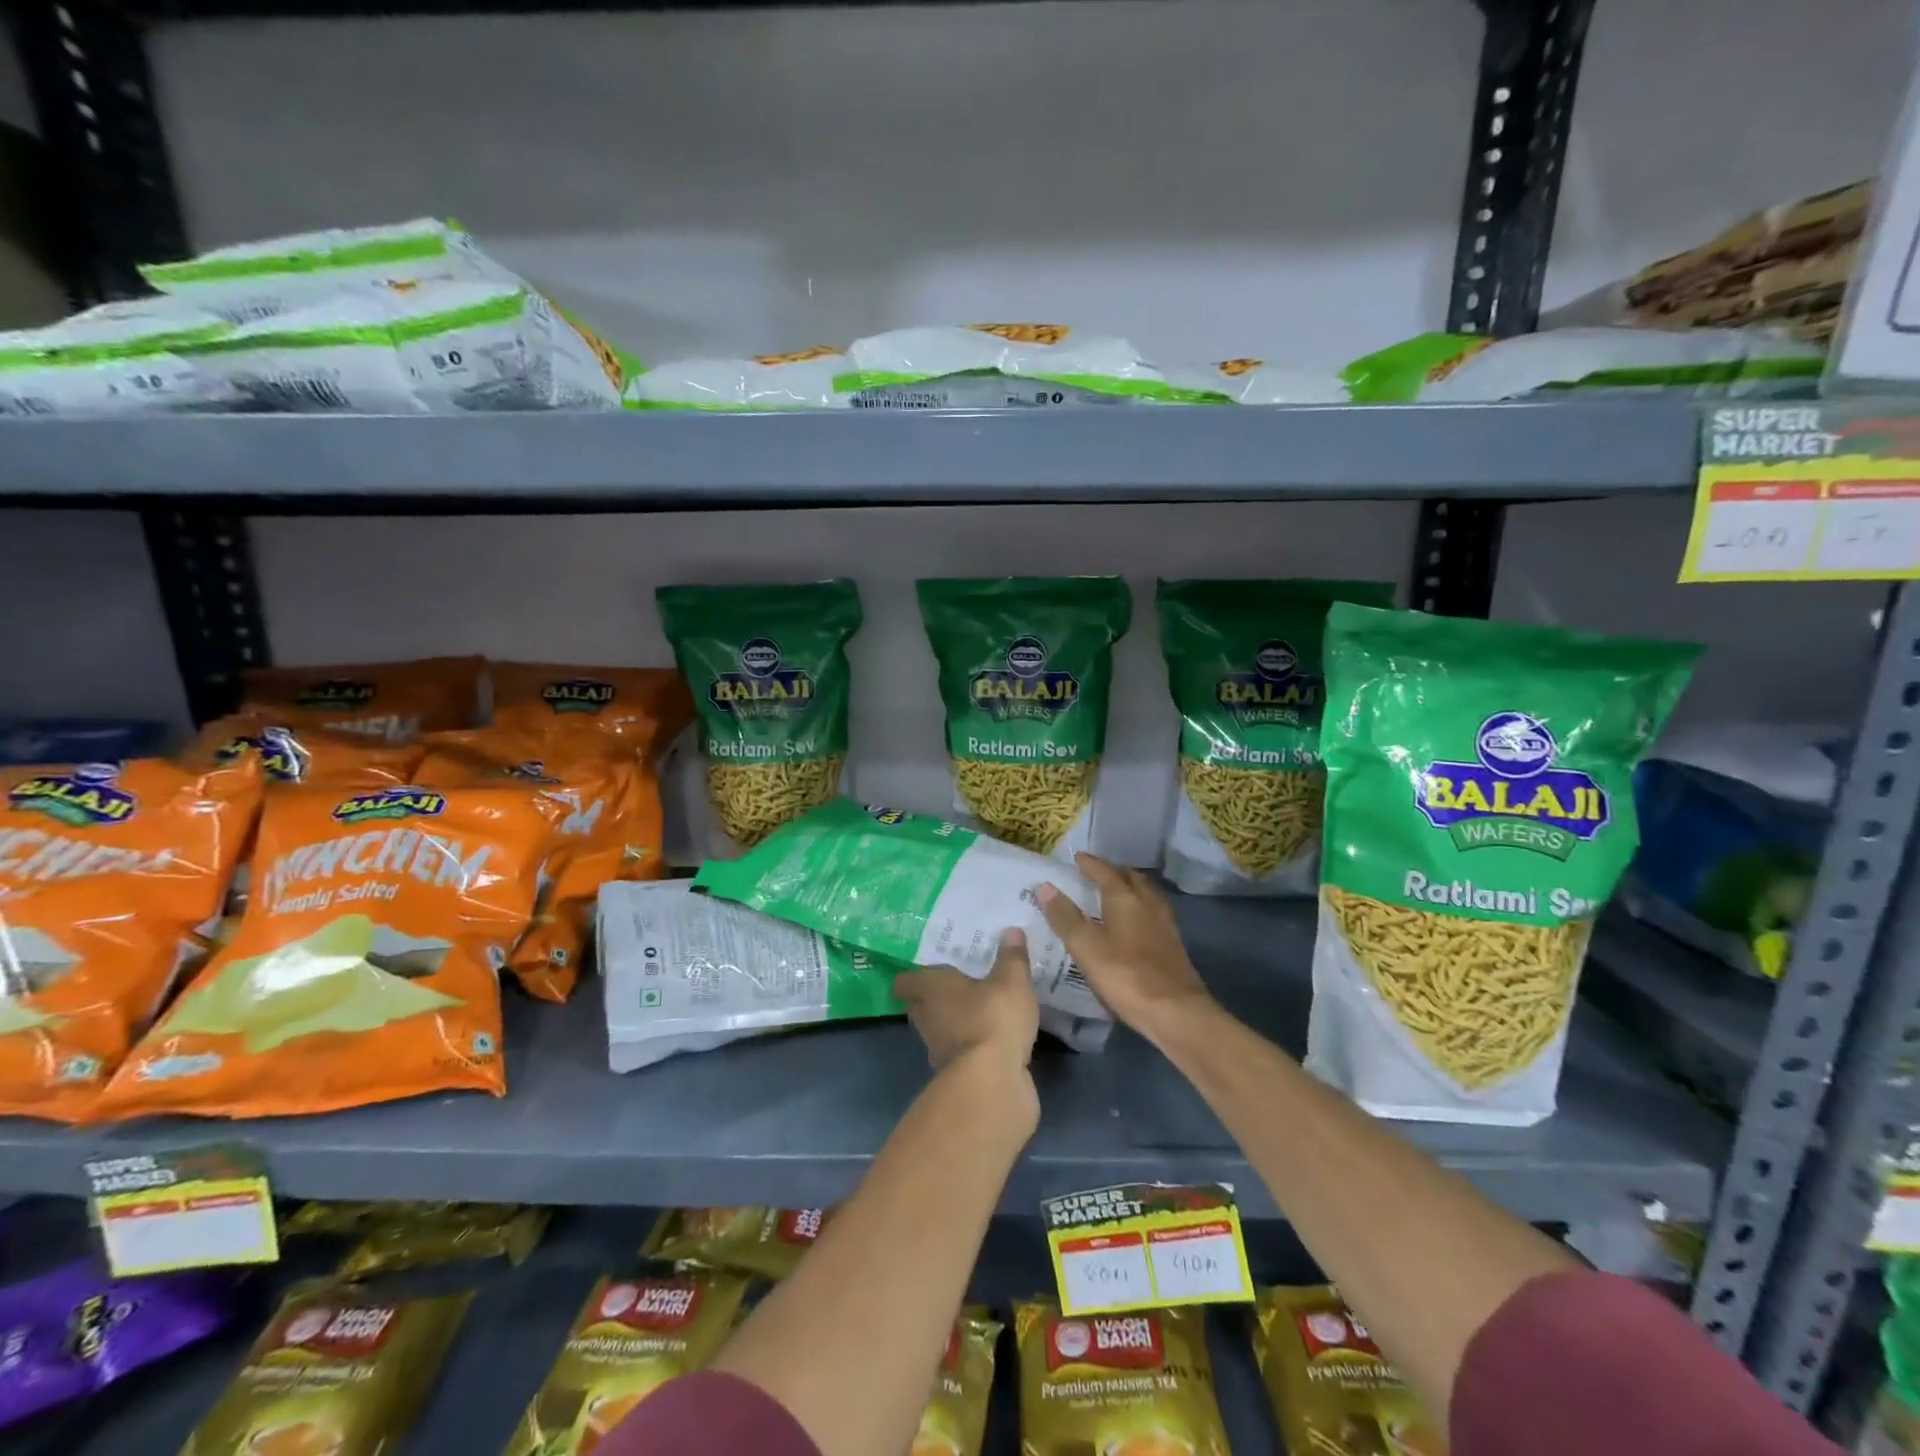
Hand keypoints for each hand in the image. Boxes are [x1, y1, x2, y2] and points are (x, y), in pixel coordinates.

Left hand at [894, 929, 1039, 1074]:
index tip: (927, 971)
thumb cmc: (993, 1017)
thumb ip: (1012, 956)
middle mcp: (927, 1018)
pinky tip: (990, 1041)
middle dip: (934, 999)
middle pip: (919, 1006)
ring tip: (977, 1012)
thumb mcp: (1012, 980)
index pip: (904, 982)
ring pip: (938, 1031)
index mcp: (931, 989)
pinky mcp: (955, 1076)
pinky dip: (968, 1048)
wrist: (992, 1082)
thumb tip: (1011, 930)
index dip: (912, 977)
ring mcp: (938, 1050)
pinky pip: (957, 1054)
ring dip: (952, 1024)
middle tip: (957, 987)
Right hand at [1037, 855, 1214, 1036]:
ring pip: (1146, 893)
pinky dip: (1140, 906)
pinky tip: (1134, 921)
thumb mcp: (1086, 947)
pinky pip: (1153, 911)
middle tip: (1096, 872)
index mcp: (1124, 898)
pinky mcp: (1172, 942)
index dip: (1089, 863)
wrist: (1175, 1011)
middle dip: (1113, 871)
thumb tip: (1045, 886)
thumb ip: (1065, 917)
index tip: (1076, 857)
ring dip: (1130, 887)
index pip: (1104, 871)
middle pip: (1130, 877)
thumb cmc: (1125, 975)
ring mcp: (1164, 922)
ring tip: (1115, 892)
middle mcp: (1147, 902)